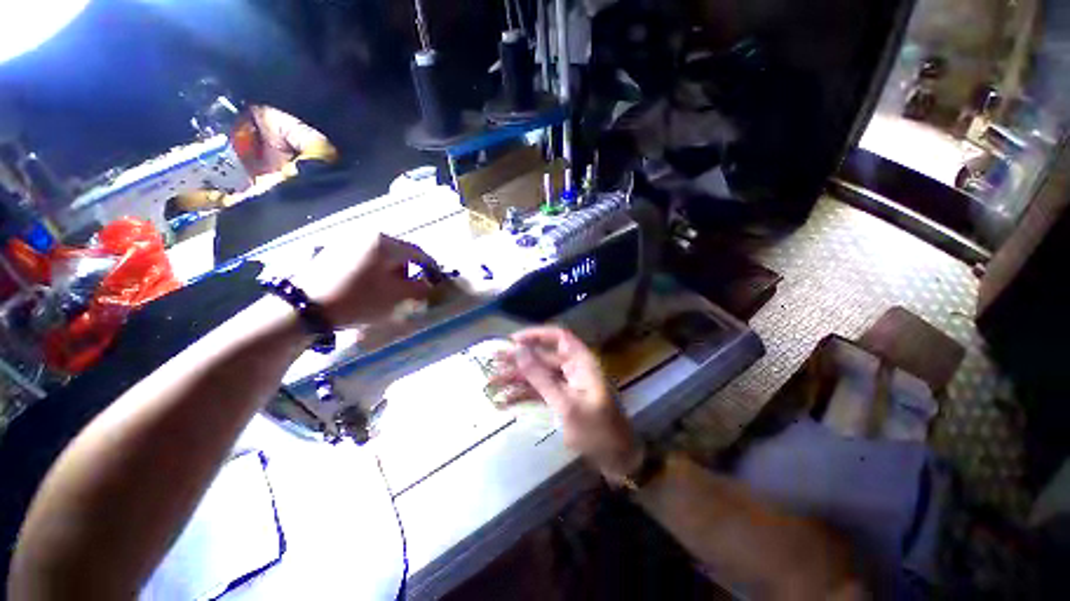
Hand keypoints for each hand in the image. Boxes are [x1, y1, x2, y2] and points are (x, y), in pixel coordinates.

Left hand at [294, 233, 438, 326]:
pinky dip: (374, 270)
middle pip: (399, 253)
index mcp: (385, 243)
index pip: (419, 253)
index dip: (431, 269)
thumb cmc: (359, 299)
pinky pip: (364, 258)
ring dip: (391, 272)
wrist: (306, 307)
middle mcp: (367, 235)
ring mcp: (348, 241)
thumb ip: (421, 289)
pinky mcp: (333, 250)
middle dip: (409, 272)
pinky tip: (368, 286)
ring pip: (381, 255)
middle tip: (411, 290)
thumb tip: (430, 284)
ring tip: (386, 290)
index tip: (437, 282)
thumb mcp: (397, 297)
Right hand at [490, 326, 643, 480]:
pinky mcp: (561, 399)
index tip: (512, 341)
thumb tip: (519, 351)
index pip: (558, 337)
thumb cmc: (596, 430)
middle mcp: (573, 369)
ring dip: (516, 379)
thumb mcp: (565, 404)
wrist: (616, 459)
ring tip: (491, 384)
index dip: (535, 335)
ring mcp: (566, 385)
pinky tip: (504, 402)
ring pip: (538, 375)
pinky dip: (524, 395)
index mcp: (581, 362)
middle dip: (518, 360)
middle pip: (542, 357)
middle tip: (493, 361)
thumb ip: (541, 377)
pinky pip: (539, 391)